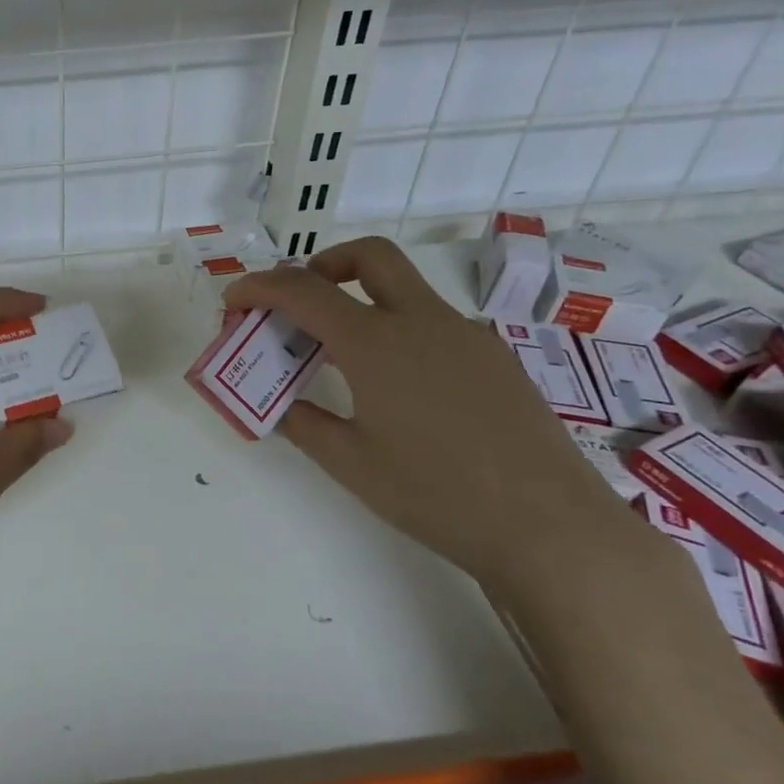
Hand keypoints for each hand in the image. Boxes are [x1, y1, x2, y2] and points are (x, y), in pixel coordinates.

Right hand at [224, 238, 642, 600]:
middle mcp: (422, 321)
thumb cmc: (435, 494)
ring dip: (361, 301)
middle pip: (368, 256)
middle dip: (321, 265)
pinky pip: (433, 324)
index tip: (234, 301)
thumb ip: (303, 422)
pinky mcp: (496, 358)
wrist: (549, 527)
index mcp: (375, 342)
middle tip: (299, 304)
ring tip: (340, 358)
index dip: (258, 287)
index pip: (301, 291)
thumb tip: (280, 404)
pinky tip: (398, 388)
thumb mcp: (350, 463)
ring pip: (405, 290)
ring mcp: (466, 335)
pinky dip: (397, 331)